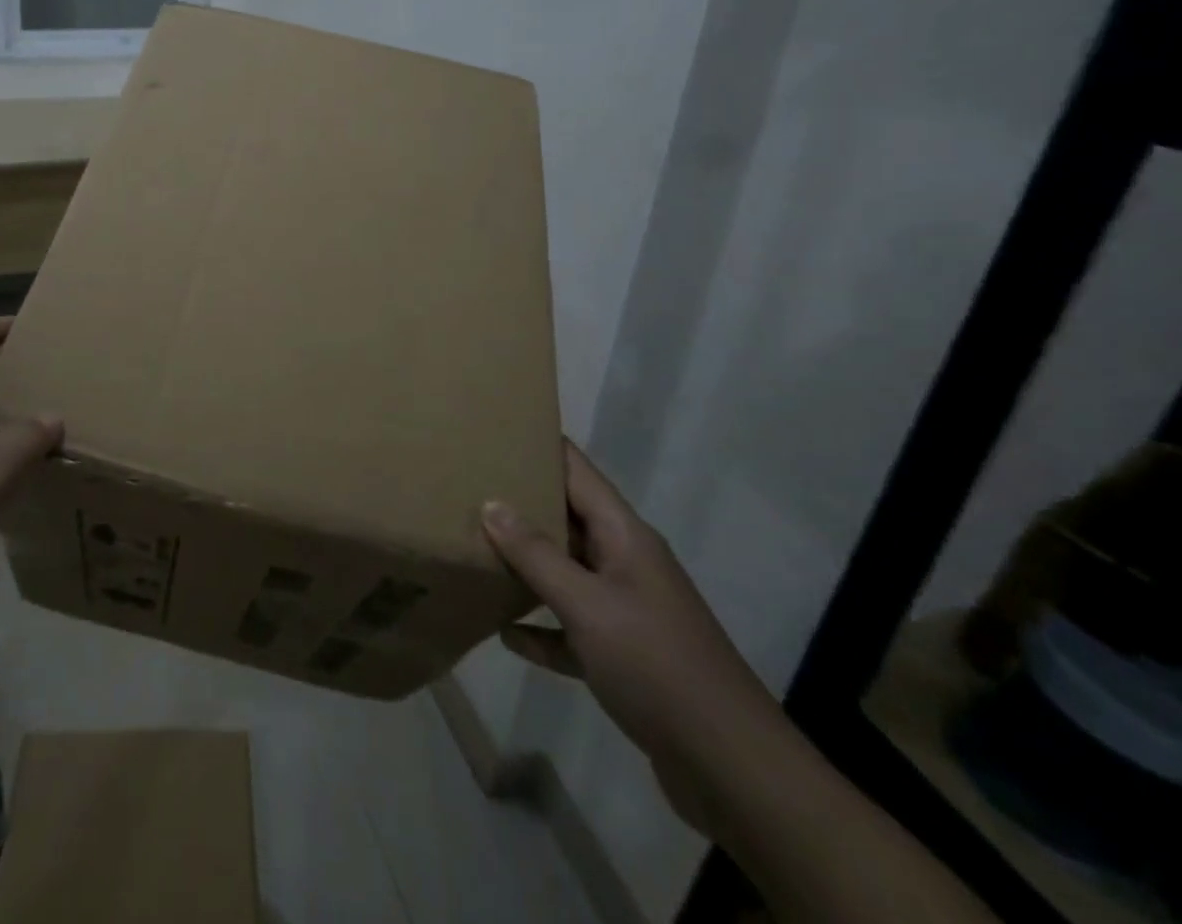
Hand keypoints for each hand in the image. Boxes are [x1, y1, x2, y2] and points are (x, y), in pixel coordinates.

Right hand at [482, 442, 787, 831]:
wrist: (732, 769)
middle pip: (567, 517)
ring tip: (473, 548)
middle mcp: (626, 562)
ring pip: (566, 572)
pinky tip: (504, 634)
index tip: (492, 427)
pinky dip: (541, 627)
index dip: (539, 444)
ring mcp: (626, 610)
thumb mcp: (587, 604)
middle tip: (464, 486)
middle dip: (520, 502)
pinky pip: (571, 628)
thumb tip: (491, 504)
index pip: (577, 470)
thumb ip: (536, 554)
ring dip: (526, 565)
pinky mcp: (624, 656)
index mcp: (625, 535)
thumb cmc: (657, 665)